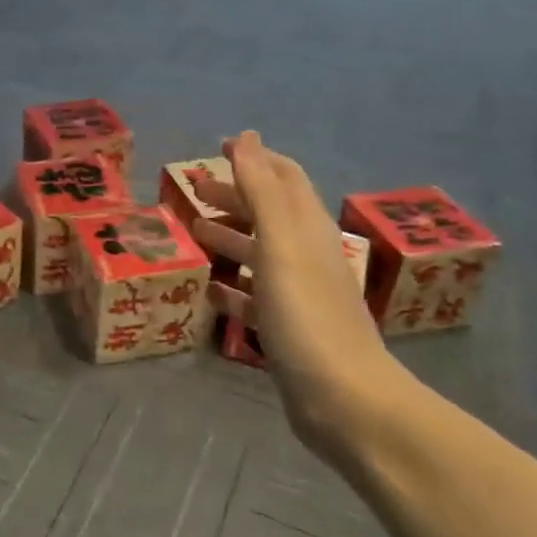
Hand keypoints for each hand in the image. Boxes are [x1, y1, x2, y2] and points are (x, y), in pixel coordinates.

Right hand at [191, 131, 409, 467]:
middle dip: (234, 196)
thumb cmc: (307, 314)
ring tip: (194, 231)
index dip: (254, 158)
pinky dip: (232, 287)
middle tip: (193, 190)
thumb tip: (247, 137)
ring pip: (260, 254)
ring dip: (230, 237)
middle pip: (268, 213)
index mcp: (307, 230)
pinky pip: (254, 298)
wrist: (342, 398)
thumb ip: (262, 190)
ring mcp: (298, 294)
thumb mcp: (281, 244)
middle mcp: (305, 256)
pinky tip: (210, 289)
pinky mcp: (286, 329)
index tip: (219, 146)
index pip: (283, 178)